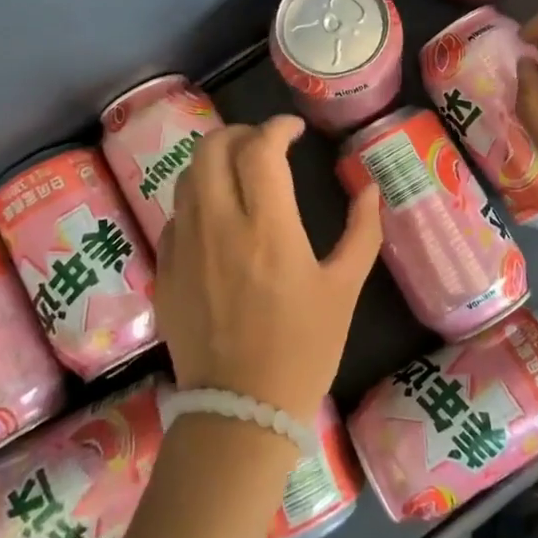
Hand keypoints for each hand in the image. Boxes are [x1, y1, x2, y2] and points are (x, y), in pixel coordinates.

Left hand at [156, 115, 383, 420]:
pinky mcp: (165, 268)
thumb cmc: (302, 348)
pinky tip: (217, 219)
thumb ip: (362, 232)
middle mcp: (218, 224)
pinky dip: (197, 200)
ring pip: (187, 176)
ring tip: (239, 174)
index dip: (278, 126)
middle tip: (263, 145)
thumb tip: (371, 188)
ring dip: (214, 162)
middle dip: (239, 133)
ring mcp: (185, 245)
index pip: (261, 148)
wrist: (240, 410)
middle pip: (212, 148)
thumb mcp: (344, 289)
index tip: (294, 129)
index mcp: (267, 226)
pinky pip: (176, 215)